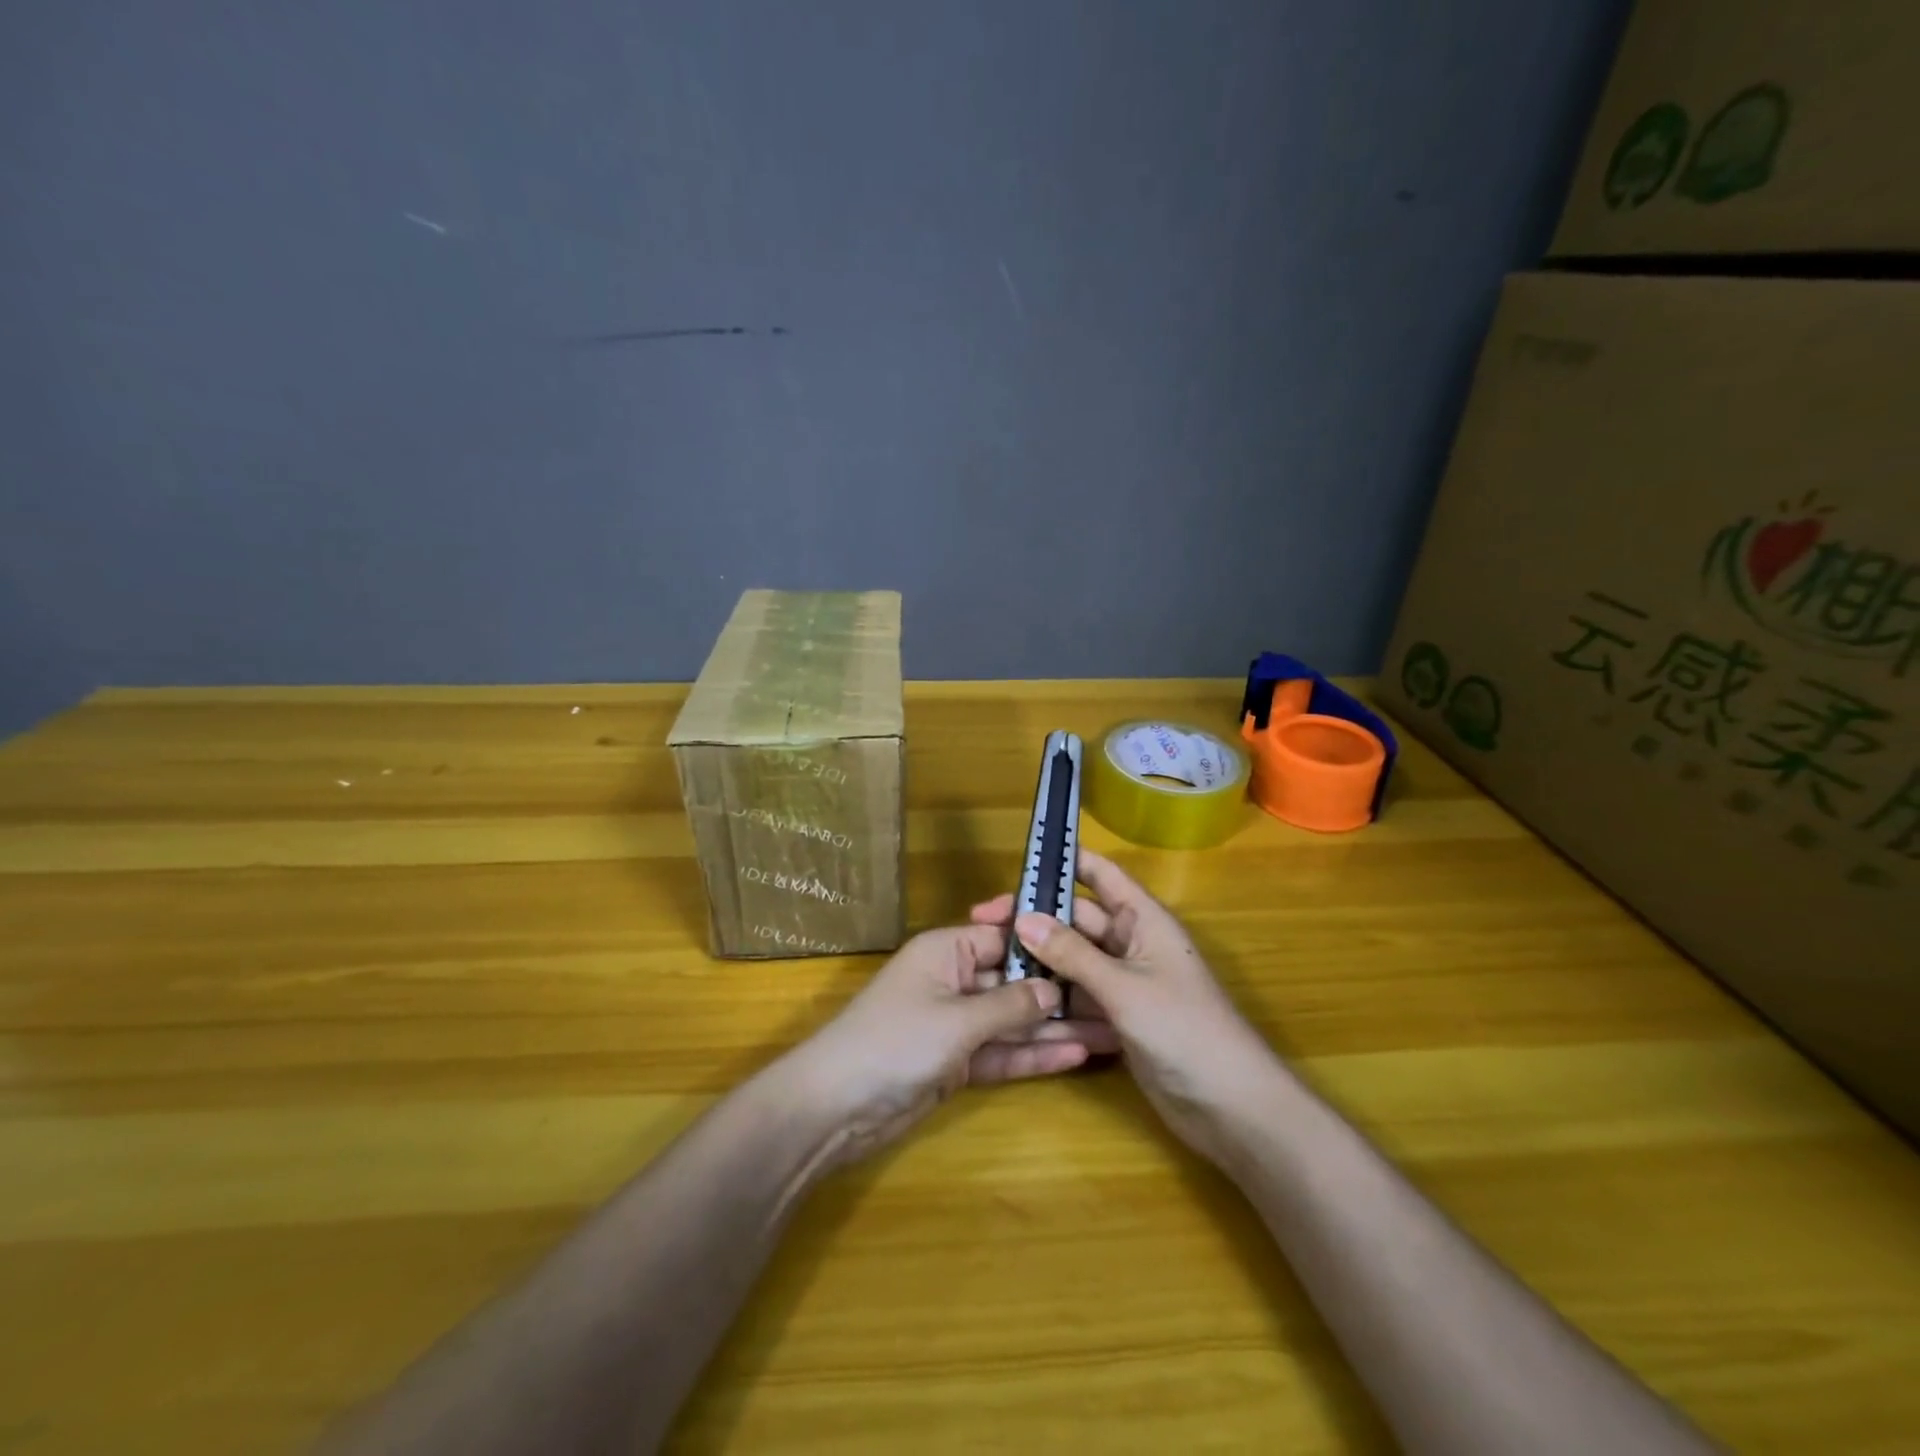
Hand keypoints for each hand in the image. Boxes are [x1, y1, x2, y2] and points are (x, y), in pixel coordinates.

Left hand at [776, 923, 1109, 1166]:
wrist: (835, 1108)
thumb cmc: (895, 1042)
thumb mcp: (957, 1020)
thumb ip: (1009, 1005)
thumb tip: (1054, 989)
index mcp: (946, 950)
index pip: (1004, 936)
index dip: (1045, 943)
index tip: (1093, 947)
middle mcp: (953, 980)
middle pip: (1014, 981)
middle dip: (1059, 992)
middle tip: (1114, 1000)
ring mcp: (955, 1024)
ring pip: (1012, 1021)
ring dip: (1054, 1029)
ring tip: (1110, 1032)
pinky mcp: (956, 1063)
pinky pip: (1001, 1052)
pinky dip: (1032, 1055)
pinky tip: (1075, 1056)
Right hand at [972, 848, 1278, 1164]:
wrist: (1232, 1107)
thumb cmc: (1185, 1030)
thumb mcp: (1124, 987)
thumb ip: (1072, 954)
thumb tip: (1023, 918)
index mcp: (1143, 920)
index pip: (1101, 874)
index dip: (1066, 860)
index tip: (1021, 859)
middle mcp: (1131, 943)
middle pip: (1077, 918)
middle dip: (1036, 917)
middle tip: (984, 923)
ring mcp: (1124, 982)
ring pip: (1073, 958)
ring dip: (1039, 958)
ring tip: (990, 960)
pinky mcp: (1117, 1017)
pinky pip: (1078, 994)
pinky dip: (1052, 994)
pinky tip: (1015, 999)